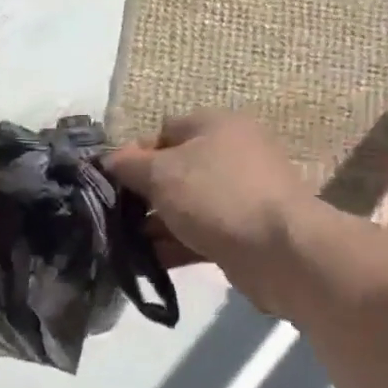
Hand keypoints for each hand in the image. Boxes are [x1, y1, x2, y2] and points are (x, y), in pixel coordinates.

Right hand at [104, 111, 311, 309]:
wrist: (279, 250)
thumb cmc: (215, 196)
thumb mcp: (160, 173)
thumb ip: (128, 165)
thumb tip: (109, 160)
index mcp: (216, 126)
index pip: (163, 131)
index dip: (133, 154)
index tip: (111, 182)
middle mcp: (232, 154)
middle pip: (174, 170)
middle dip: (143, 194)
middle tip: (114, 216)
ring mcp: (241, 195)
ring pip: (186, 205)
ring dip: (156, 224)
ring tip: (125, 244)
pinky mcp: (244, 231)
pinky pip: (201, 233)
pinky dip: (176, 244)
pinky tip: (148, 262)